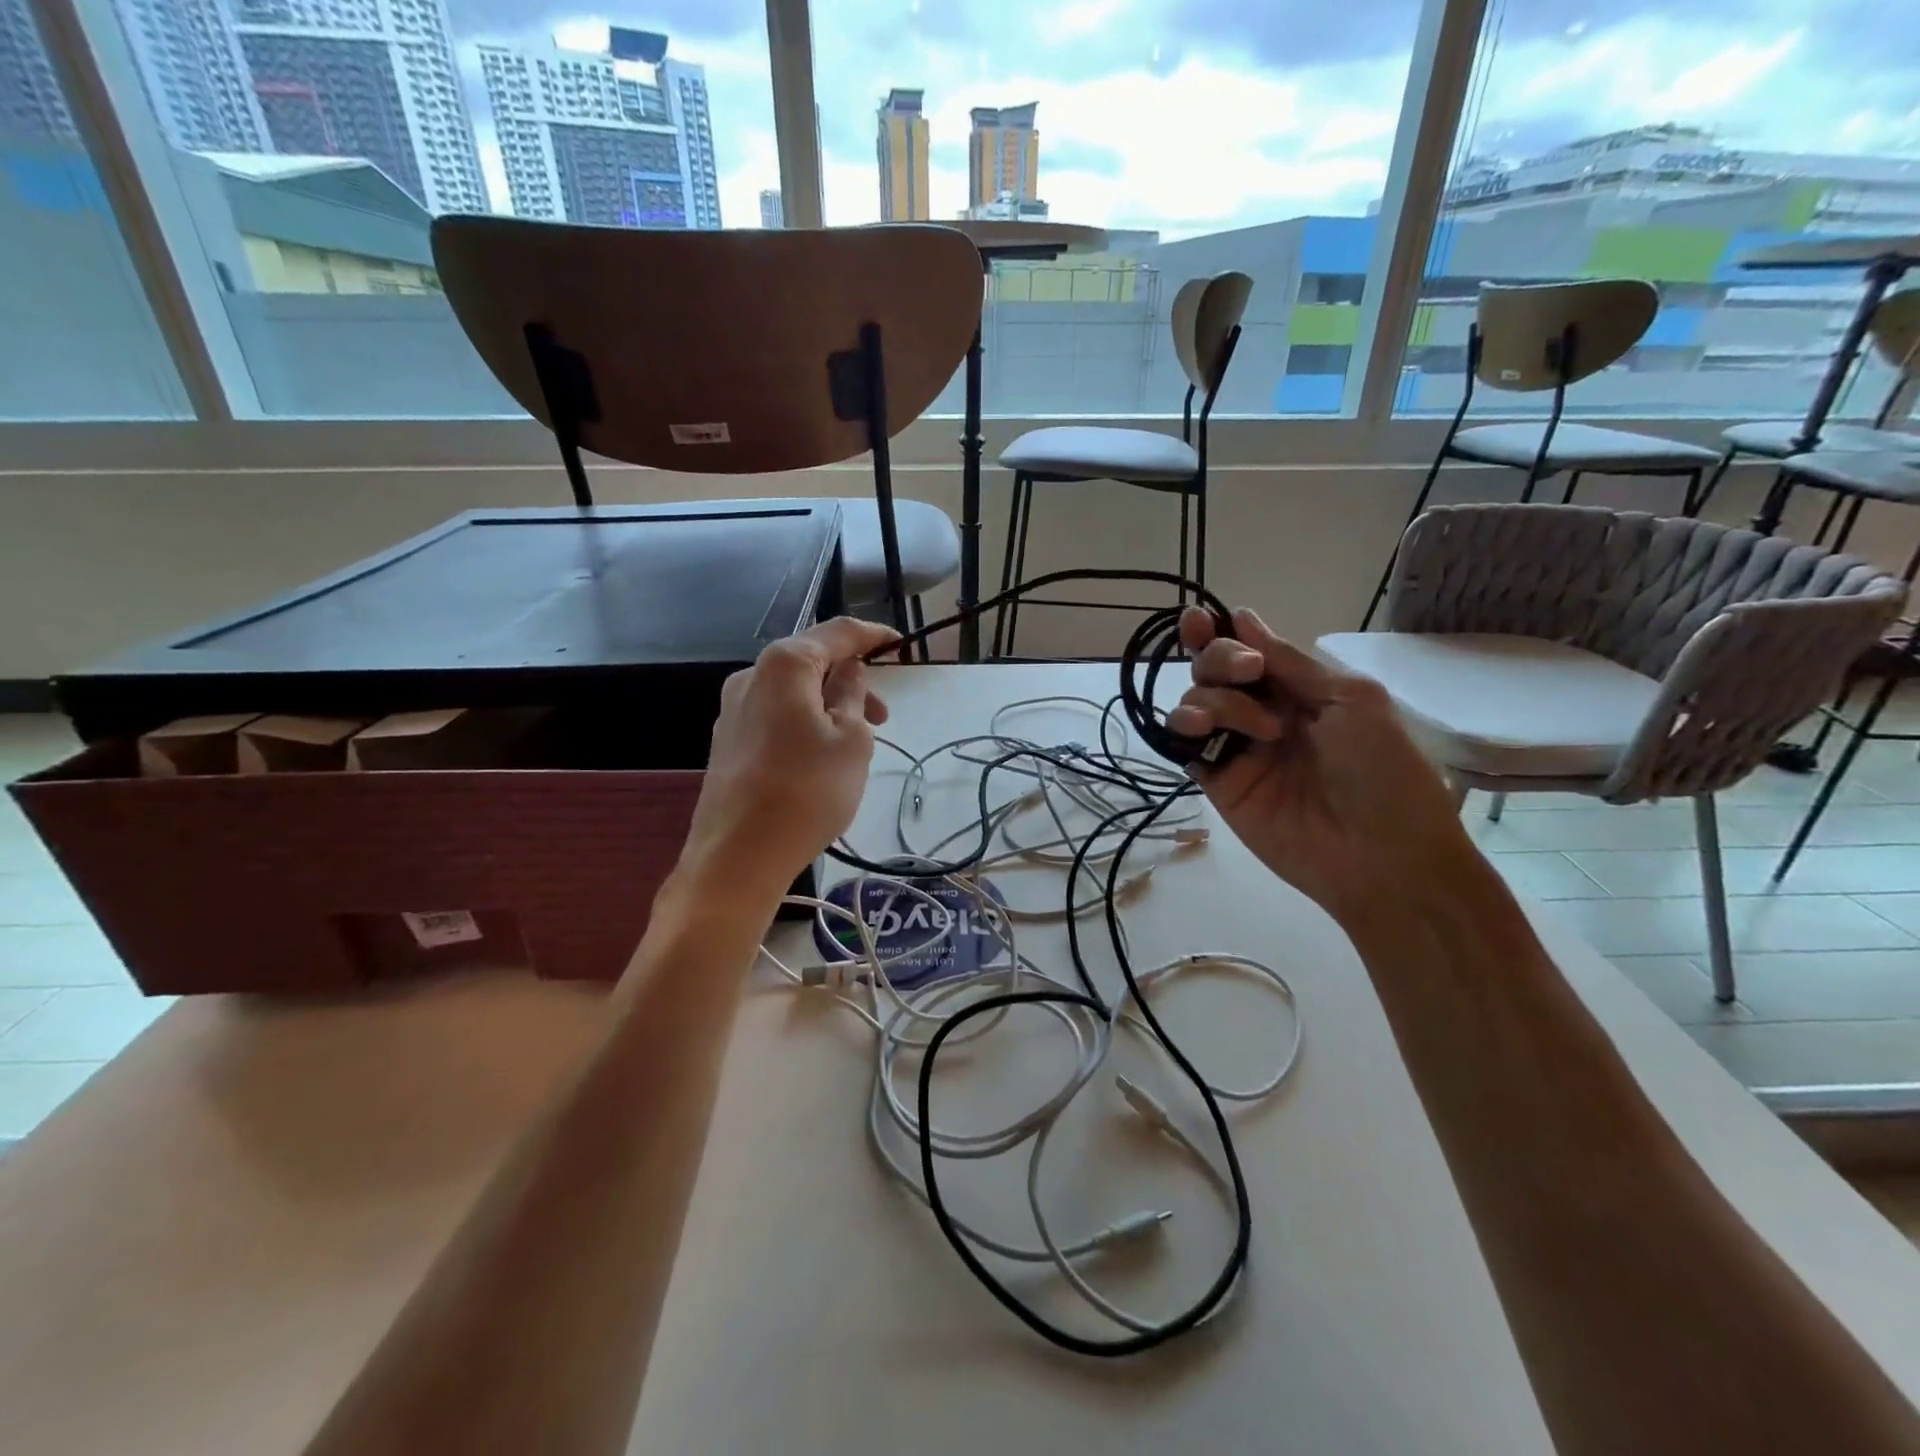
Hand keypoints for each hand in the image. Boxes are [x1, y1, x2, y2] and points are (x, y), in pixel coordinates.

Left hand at [675, 618, 897, 905]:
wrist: (738, 856)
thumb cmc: (807, 791)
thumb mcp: (851, 740)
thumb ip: (853, 694)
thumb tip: (848, 671)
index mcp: (784, 665)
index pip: (836, 633)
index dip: (871, 636)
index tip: (899, 644)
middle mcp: (751, 676)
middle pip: (810, 662)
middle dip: (851, 680)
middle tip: (883, 717)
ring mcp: (732, 710)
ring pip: (793, 692)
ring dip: (829, 705)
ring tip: (856, 743)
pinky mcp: (727, 741)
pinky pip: (776, 715)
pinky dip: (805, 722)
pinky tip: (820, 756)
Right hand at [1164, 606, 1474, 927]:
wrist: (1382, 854)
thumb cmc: (1383, 769)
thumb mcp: (1350, 699)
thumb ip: (1289, 662)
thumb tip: (1241, 617)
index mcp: (1300, 689)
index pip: (1249, 650)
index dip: (1221, 633)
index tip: (1201, 620)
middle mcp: (1263, 712)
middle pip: (1214, 670)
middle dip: (1219, 658)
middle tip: (1247, 673)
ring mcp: (1238, 748)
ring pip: (1195, 703)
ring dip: (1212, 699)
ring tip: (1255, 729)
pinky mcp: (1219, 782)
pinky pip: (1185, 747)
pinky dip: (1182, 730)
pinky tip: (1199, 731)